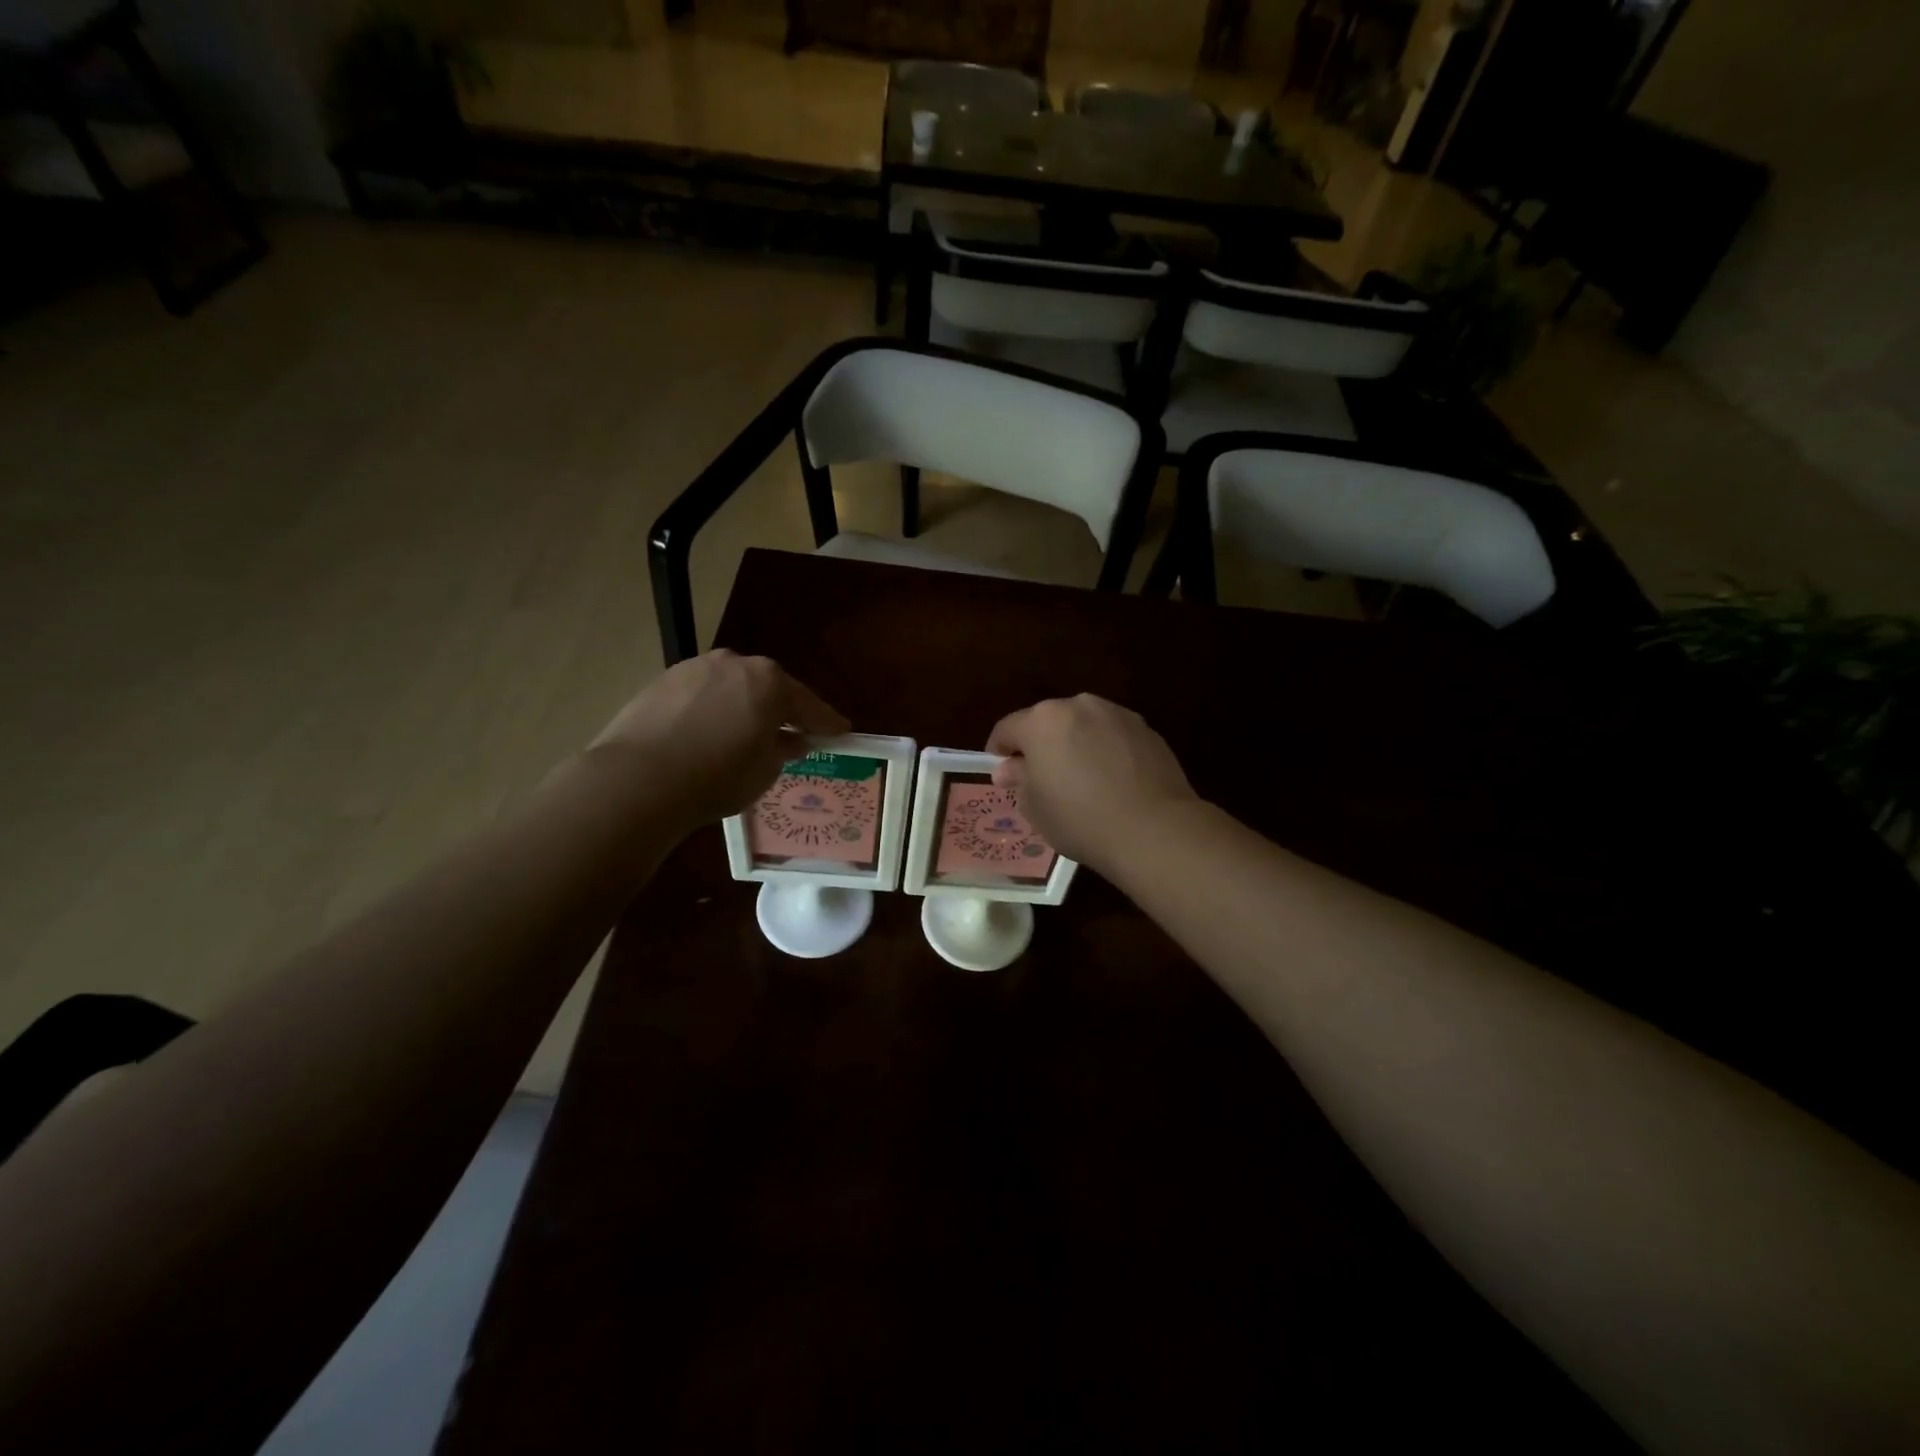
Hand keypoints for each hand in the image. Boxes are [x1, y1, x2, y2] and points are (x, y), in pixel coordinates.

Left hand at [590, 651, 847, 830]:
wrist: (638, 779)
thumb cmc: (717, 776)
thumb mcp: (765, 770)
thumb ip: (784, 749)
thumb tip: (792, 739)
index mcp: (770, 681)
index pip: (809, 705)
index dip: (826, 722)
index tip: (841, 732)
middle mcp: (735, 663)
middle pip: (769, 687)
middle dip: (781, 709)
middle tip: (792, 732)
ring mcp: (695, 668)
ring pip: (732, 687)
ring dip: (743, 706)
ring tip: (744, 733)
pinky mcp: (662, 681)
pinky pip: (701, 694)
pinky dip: (711, 709)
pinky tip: (708, 732)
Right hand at [986, 695, 1198, 873]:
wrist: (1153, 828)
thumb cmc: (1080, 819)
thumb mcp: (1035, 807)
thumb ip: (1020, 780)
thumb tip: (1011, 768)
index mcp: (1042, 721)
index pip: (1008, 728)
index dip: (1000, 750)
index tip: (1001, 771)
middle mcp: (1078, 706)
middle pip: (1048, 722)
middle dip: (1041, 745)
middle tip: (1042, 778)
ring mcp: (1116, 714)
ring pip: (1084, 725)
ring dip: (1076, 744)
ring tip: (1081, 779)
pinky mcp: (1146, 729)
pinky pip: (1113, 736)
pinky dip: (1106, 750)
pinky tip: (1112, 781)